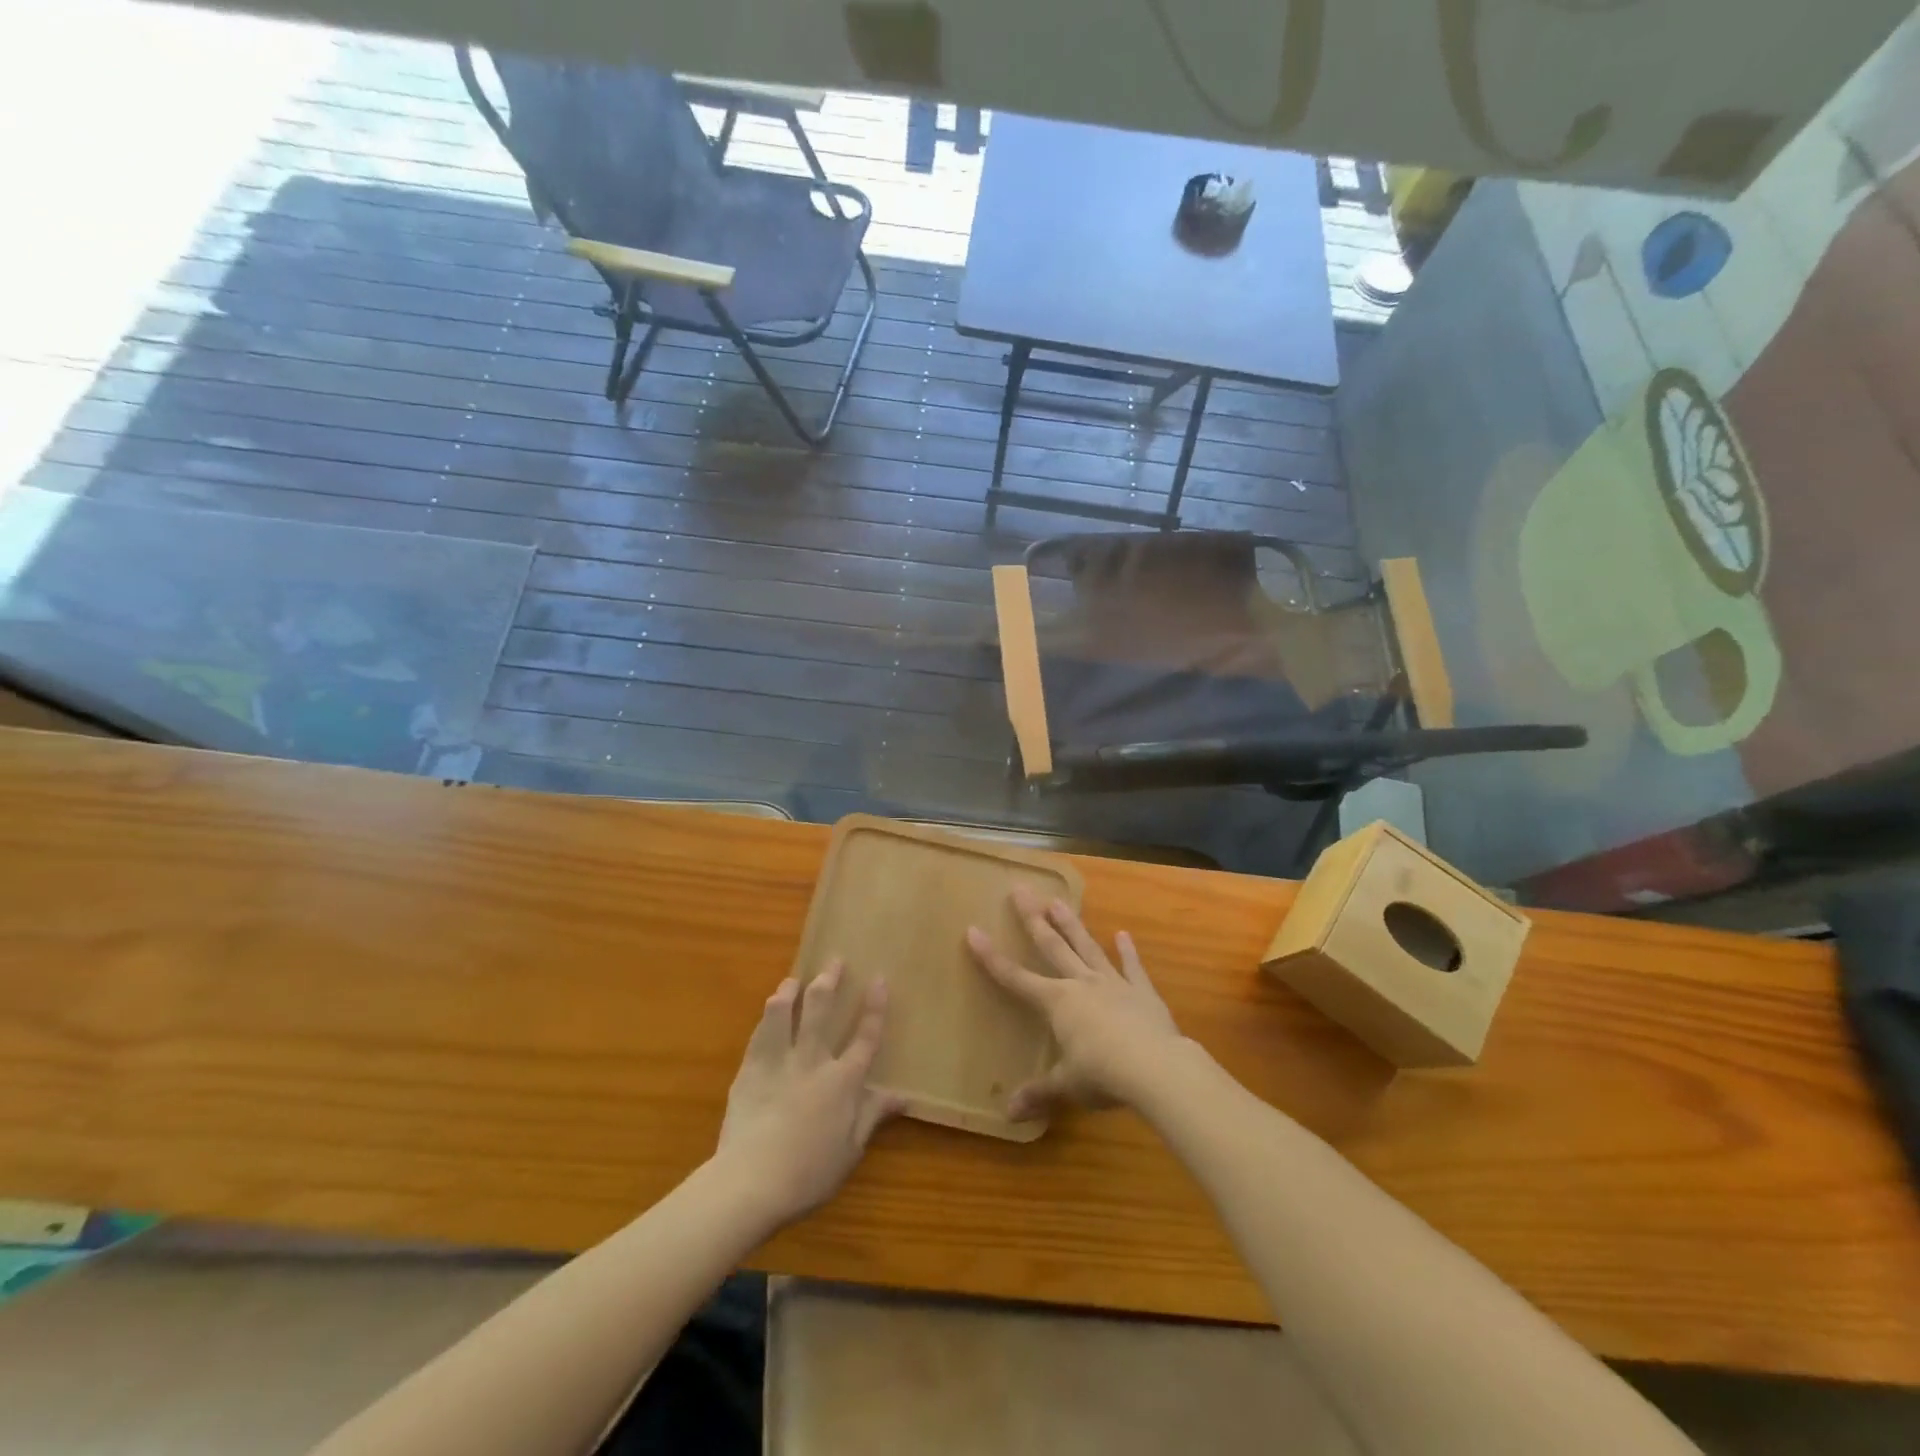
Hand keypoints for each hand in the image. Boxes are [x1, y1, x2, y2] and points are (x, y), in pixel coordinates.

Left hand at [715, 961, 905, 1224]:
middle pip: (821, 1010)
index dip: (875, 1006)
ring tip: (792, 980)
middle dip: (829, 981)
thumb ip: (873, 1116)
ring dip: (790, 992)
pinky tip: (768, 1011)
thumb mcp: (851, 1150)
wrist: (752, 1181)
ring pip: (784, 1013)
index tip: (879, 979)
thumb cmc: (809, 1173)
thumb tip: (903, 1096)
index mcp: (843, 1081)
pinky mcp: (750, 1070)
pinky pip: (759, 1034)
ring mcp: (779, 1062)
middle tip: (834, 961)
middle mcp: (813, 1061)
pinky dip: (766, 1018)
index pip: (865, 1036)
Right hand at [966, 886, 1185, 1119]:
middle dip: (1033, 918)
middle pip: (1052, 946)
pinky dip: (1129, 951)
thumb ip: (1039, 1094)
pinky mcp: (1142, 992)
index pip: (1016, 978)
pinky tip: (1124, 934)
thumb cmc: (1103, 1075)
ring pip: (1087, 947)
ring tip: (1058, 901)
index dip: (992, 957)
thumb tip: (1008, 1114)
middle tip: (1021, 889)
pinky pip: (1133, 967)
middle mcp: (1081, 984)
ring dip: (1072, 925)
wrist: (1156, 1067)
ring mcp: (1113, 984)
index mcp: (1057, 1003)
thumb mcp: (1067, 1086)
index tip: (973, 930)